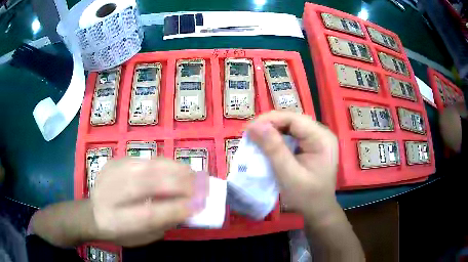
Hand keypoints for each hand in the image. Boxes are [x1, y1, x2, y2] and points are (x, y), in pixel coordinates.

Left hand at [90, 158, 206, 246]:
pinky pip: (145, 160)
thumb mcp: (142, 237)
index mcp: (115, 220)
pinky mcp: (116, 161)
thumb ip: (163, 223)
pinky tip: (176, 169)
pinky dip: (164, 164)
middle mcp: (111, 192)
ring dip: (175, 170)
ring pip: (147, 166)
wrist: (91, 213)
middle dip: (179, 184)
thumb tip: (188, 207)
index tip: (200, 205)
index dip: (176, 209)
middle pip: (147, 183)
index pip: (148, 214)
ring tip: (193, 174)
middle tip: (202, 186)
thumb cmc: (119, 231)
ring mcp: (112, 172)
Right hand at [246, 111, 338, 220]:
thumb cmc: (306, 196)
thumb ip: (273, 149)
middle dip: (270, 125)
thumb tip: (254, 125)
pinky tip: (267, 144)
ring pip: (291, 127)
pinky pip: (293, 136)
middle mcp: (322, 134)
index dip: (270, 120)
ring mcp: (318, 139)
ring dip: (272, 131)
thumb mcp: (288, 174)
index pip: (294, 119)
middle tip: (249, 134)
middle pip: (293, 121)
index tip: (248, 128)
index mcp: (322, 138)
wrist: (318, 210)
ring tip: (255, 138)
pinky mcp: (312, 145)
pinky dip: (278, 139)